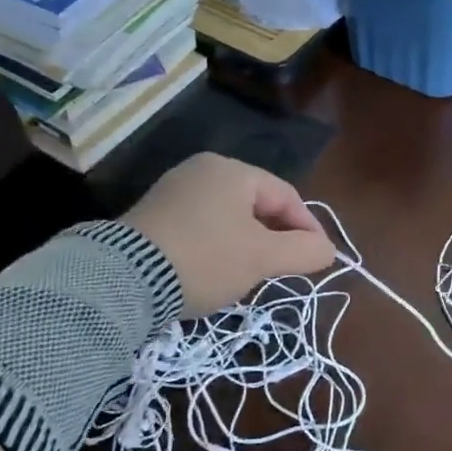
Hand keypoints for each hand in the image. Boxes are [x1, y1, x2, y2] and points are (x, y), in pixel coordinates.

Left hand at [121, 153, 335, 316]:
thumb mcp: (262, 257)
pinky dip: (218, 246)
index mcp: (231, 171)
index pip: (285, 196)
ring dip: (248, 244)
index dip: (308, 228)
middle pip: (256, 204)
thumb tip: (328, 250)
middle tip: (286, 269)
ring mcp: (173, 191)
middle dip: (276, 237)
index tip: (319, 259)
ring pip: (229, 217)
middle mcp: (201, 170)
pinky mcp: (152, 215)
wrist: (123, 280)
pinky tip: (215, 271)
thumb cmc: (205, 259)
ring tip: (252, 274)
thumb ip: (304, 251)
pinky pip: (201, 226)